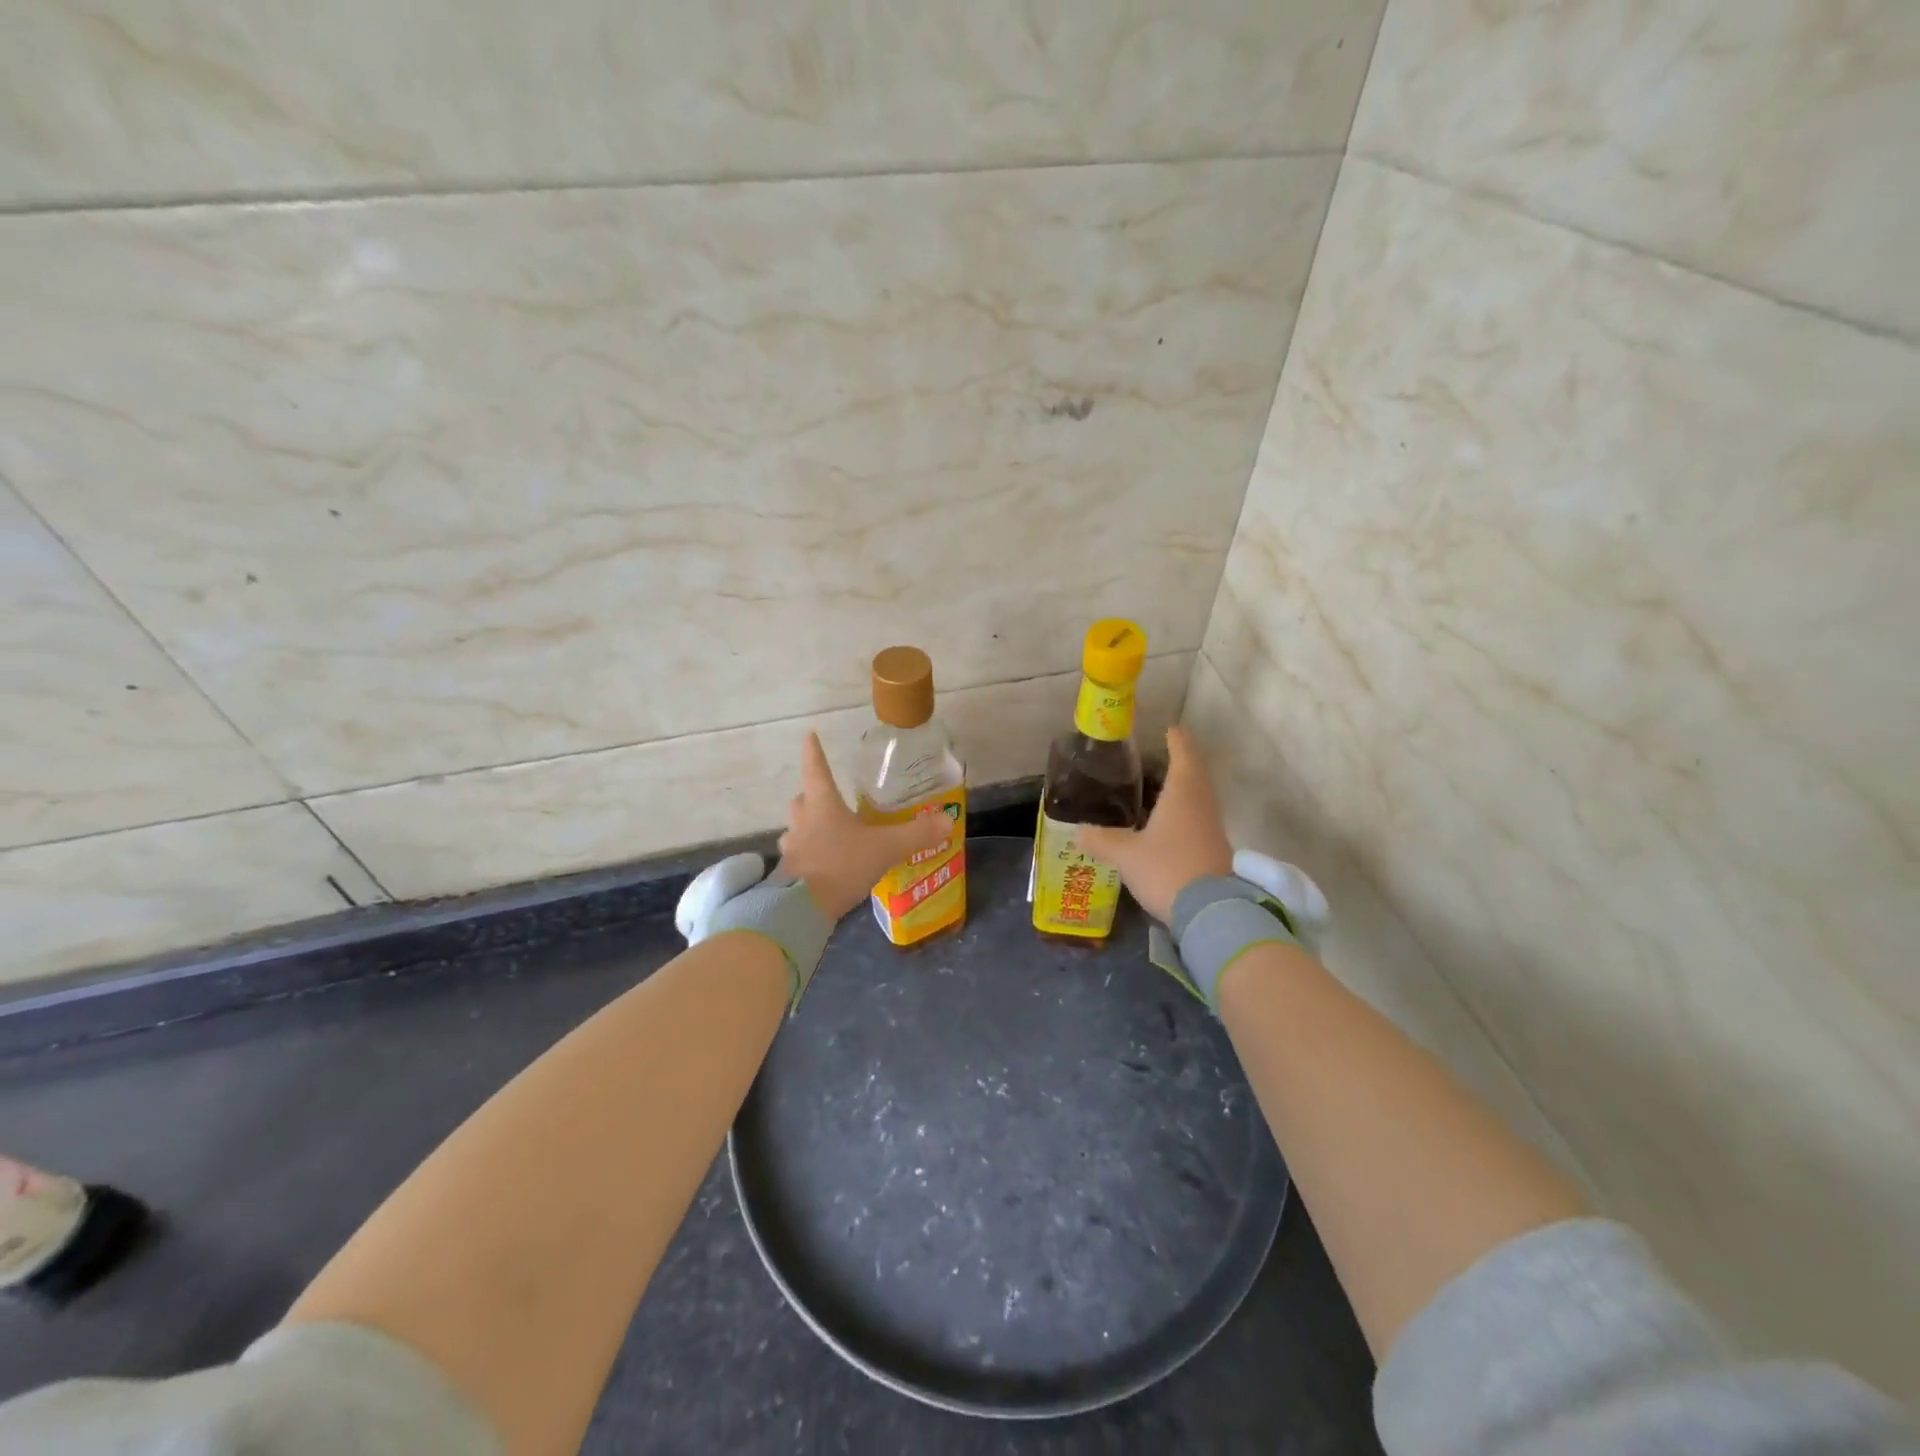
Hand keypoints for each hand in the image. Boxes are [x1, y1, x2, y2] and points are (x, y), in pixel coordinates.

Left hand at [776, 732, 952, 920]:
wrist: (802, 908)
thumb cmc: (841, 864)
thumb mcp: (884, 848)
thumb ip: (916, 834)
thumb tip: (947, 820)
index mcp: (823, 805)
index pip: (817, 769)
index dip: (814, 751)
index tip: (809, 735)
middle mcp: (803, 821)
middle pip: (802, 800)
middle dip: (812, 796)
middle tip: (826, 797)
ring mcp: (792, 848)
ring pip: (797, 829)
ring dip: (808, 827)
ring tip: (828, 834)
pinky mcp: (789, 873)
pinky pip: (799, 856)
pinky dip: (810, 856)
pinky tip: (825, 866)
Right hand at [1073, 725, 1232, 922]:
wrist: (1211, 913)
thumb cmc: (1167, 869)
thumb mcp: (1126, 855)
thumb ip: (1101, 840)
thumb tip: (1078, 831)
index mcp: (1182, 794)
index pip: (1183, 755)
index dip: (1177, 740)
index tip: (1171, 728)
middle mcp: (1202, 804)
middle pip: (1195, 774)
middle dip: (1181, 762)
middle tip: (1163, 755)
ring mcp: (1212, 828)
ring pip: (1199, 798)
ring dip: (1184, 788)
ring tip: (1162, 787)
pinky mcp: (1215, 850)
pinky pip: (1199, 819)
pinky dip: (1185, 812)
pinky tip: (1169, 823)